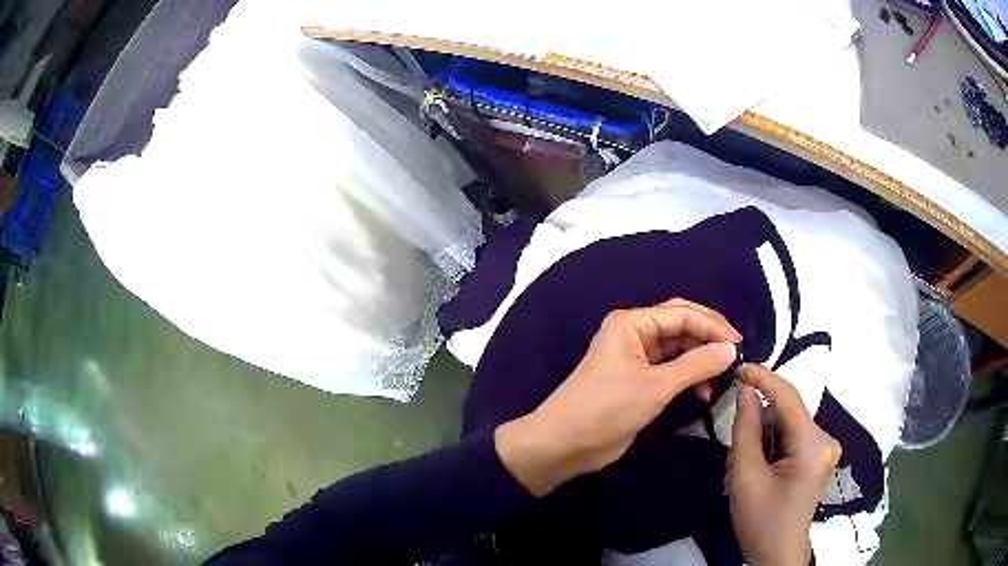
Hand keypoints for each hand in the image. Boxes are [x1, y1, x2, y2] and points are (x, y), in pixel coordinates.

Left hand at [495, 299, 740, 496]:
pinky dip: (689, 378)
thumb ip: (696, 365)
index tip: (739, 345)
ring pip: (679, 350)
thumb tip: (731, 350)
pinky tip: (702, 392)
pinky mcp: (639, 382)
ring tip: (721, 377)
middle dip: (708, 339)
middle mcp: (636, 334)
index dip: (713, 326)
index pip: (682, 313)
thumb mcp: (654, 386)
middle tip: (735, 355)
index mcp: (633, 323)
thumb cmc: (606, 408)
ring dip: (701, 361)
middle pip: (681, 327)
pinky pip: (672, 371)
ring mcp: (637, 359)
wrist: (564, 444)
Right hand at [728, 364, 841, 565]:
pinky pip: (792, 437)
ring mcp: (826, 448)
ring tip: (742, 469)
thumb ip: (746, 429)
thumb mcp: (746, 477)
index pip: (788, 397)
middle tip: (732, 452)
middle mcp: (826, 439)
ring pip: (788, 425)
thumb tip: (746, 390)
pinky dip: (772, 445)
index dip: (763, 378)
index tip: (738, 368)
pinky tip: (758, 468)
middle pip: (788, 414)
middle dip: (758, 424)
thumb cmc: (760, 521)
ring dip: (763, 438)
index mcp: (813, 444)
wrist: (777, 554)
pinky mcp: (820, 457)